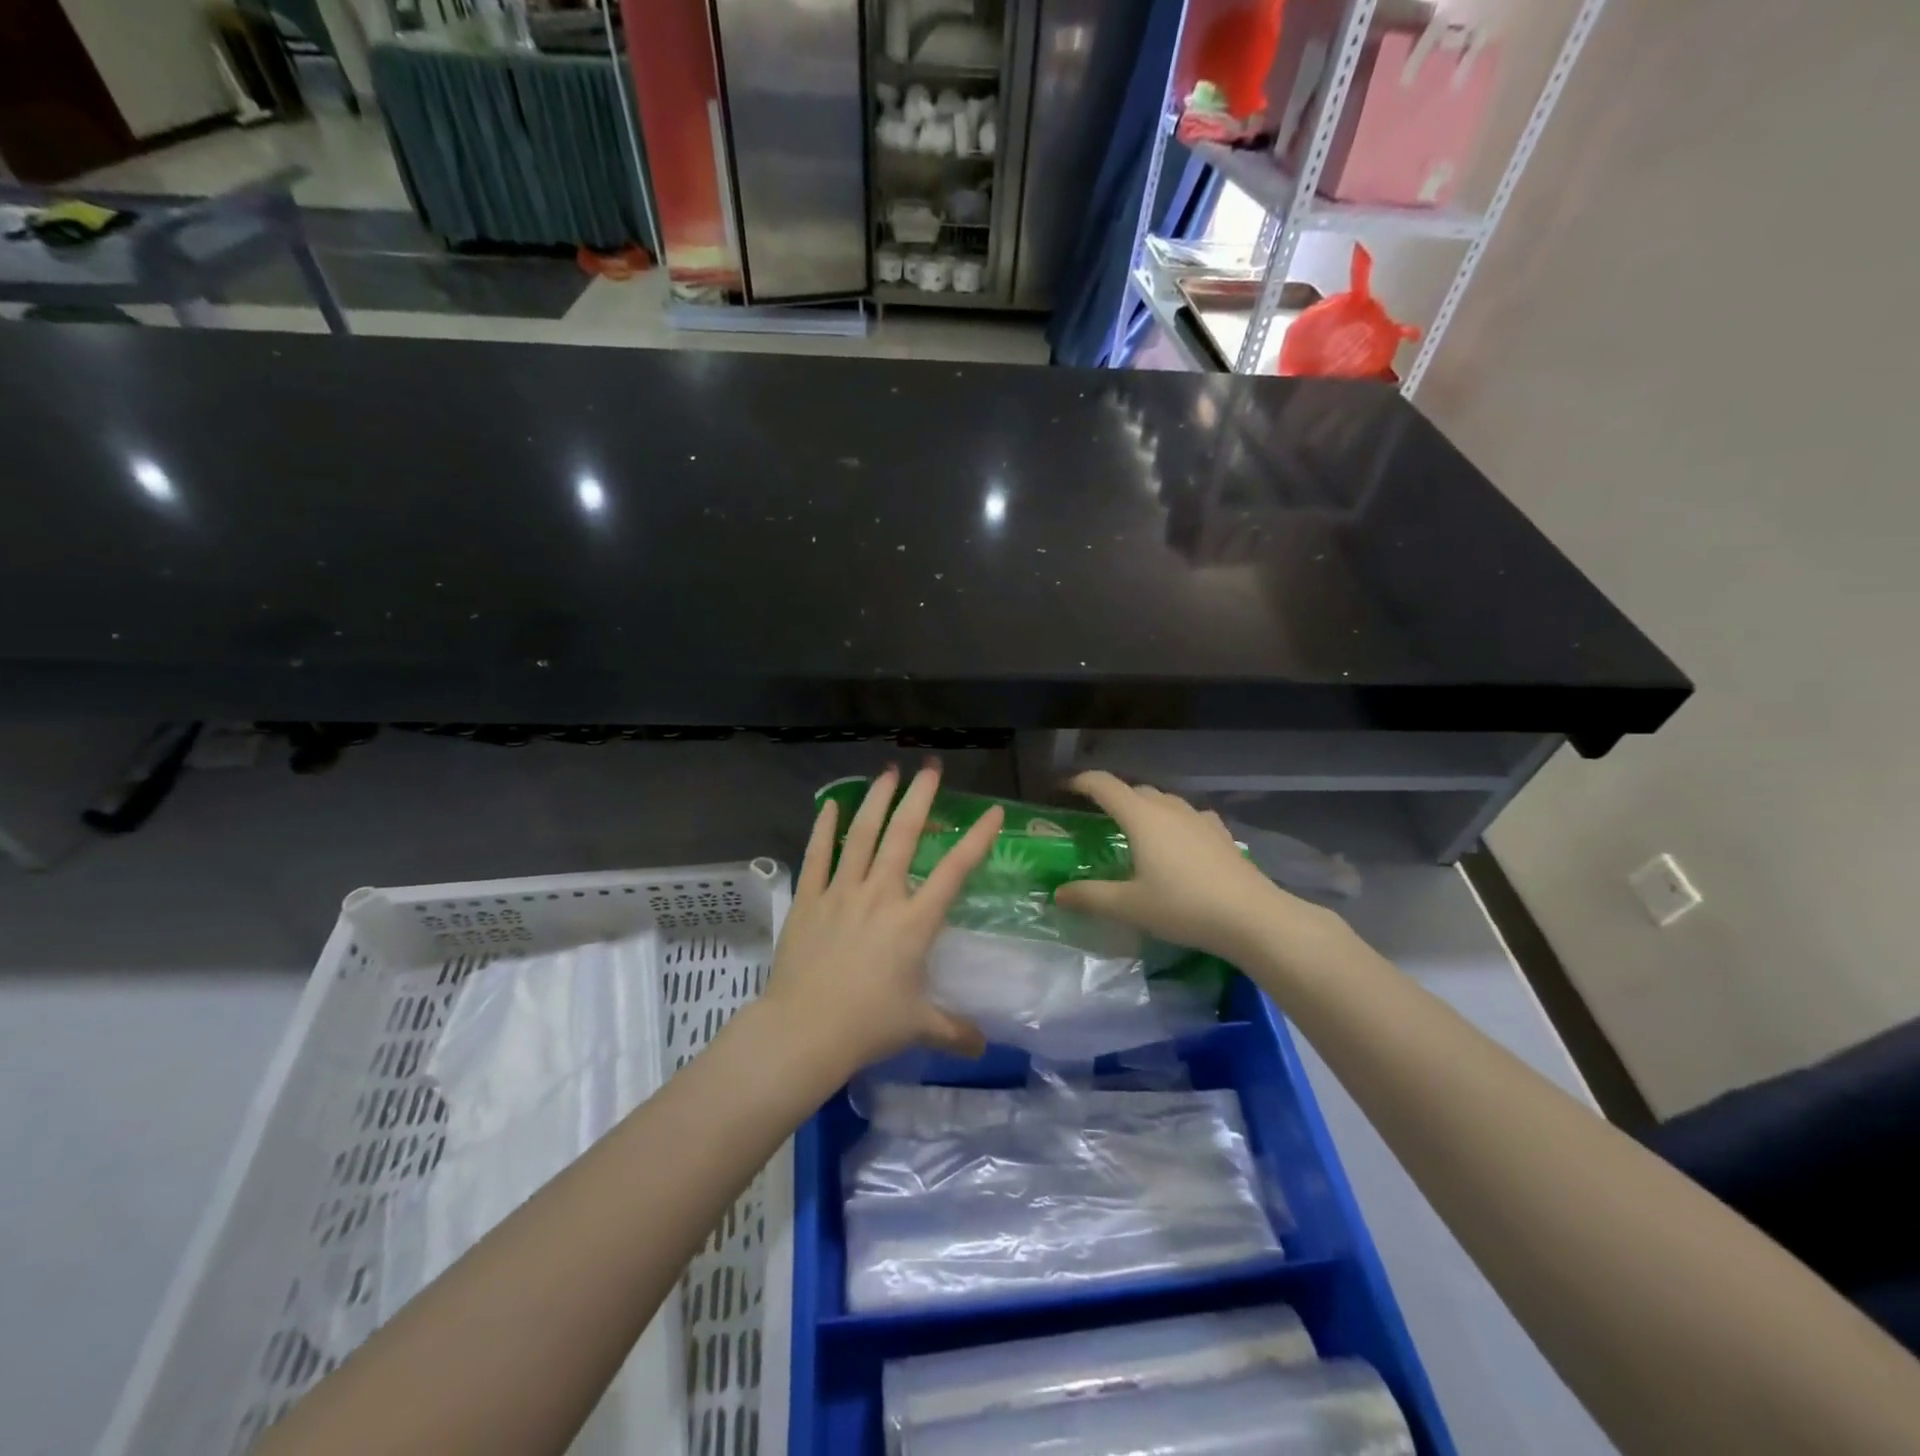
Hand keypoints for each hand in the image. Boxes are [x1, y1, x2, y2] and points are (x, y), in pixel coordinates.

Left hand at [764, 762, 1002, 1076]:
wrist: (804, 1032)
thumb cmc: (867, 1026)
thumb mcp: (918, 1027)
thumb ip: (954, 1031)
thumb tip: (984, 1048)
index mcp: (914, 922)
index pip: (954, 872)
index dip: (977, 839)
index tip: (993, 811)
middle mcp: (881, 895)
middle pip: (904, 836)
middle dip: (919, 798)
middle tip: (929, 768)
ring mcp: (841, 893)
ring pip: (861, 835)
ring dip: (876, 801)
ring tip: (888, 773)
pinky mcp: (809, 899)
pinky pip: (817, 856)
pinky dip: (824, 827)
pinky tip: (830, 803)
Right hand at [1053, 771, 1337, 963]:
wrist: (1251, 917)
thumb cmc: (1183, 906)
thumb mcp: (1129, 906)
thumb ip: (1090, 897)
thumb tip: (1058, 893)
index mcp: (1141, 816)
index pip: (1103, 785)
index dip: (1080, 781)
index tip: (1063, 789)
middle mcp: (1168, 808)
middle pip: (1133, 790)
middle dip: (1112, 797)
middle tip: (1096, 819)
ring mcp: (1198, 818)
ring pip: (1163, 800)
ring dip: (1144, 807)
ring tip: (1135, 831)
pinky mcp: (1220, 833)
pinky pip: (1188, 816)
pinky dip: (1173, 821)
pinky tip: (1178, 840)